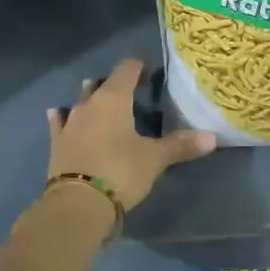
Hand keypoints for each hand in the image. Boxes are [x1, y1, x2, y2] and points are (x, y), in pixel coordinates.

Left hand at [46, 58, 215, 210]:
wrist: (77, 203)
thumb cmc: (120, 172)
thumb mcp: (154, 159)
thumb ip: (180, 145)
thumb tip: (212, 137)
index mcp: (113, 99)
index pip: (126, 69)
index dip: (138, 67)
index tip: (149, 71)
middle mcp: (88, 104)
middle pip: (101, 84)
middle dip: (115, 84)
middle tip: (131, 92)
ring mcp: (69, 123)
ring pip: (80, 101)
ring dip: (90, 98)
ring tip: (99, 99)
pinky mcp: (56, 144)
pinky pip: (60, 123)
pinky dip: (63, 118)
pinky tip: (59, 114)